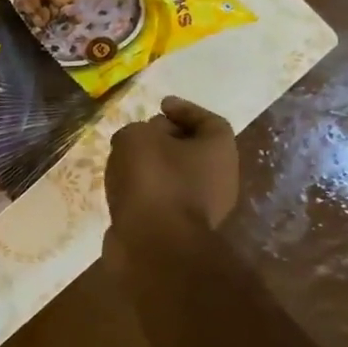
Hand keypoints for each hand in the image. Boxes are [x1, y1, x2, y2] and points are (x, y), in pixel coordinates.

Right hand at [105, 96, 239, 239]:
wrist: (154, 241)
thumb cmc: (153, 179)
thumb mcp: (136, 137)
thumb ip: (137, 130)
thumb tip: (140, 140)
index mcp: (219, 150)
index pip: (210, 121)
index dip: (185, 109)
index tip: (160, 105)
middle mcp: (221, 178)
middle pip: (196, 149)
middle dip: (168, 138)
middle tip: (141, 132)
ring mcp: (205, 207)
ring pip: (180, 176)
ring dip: (156, 166)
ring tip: (126, 160)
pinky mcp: (183, 228)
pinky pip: (167, 199)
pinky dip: (149, 190)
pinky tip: (126, 187)